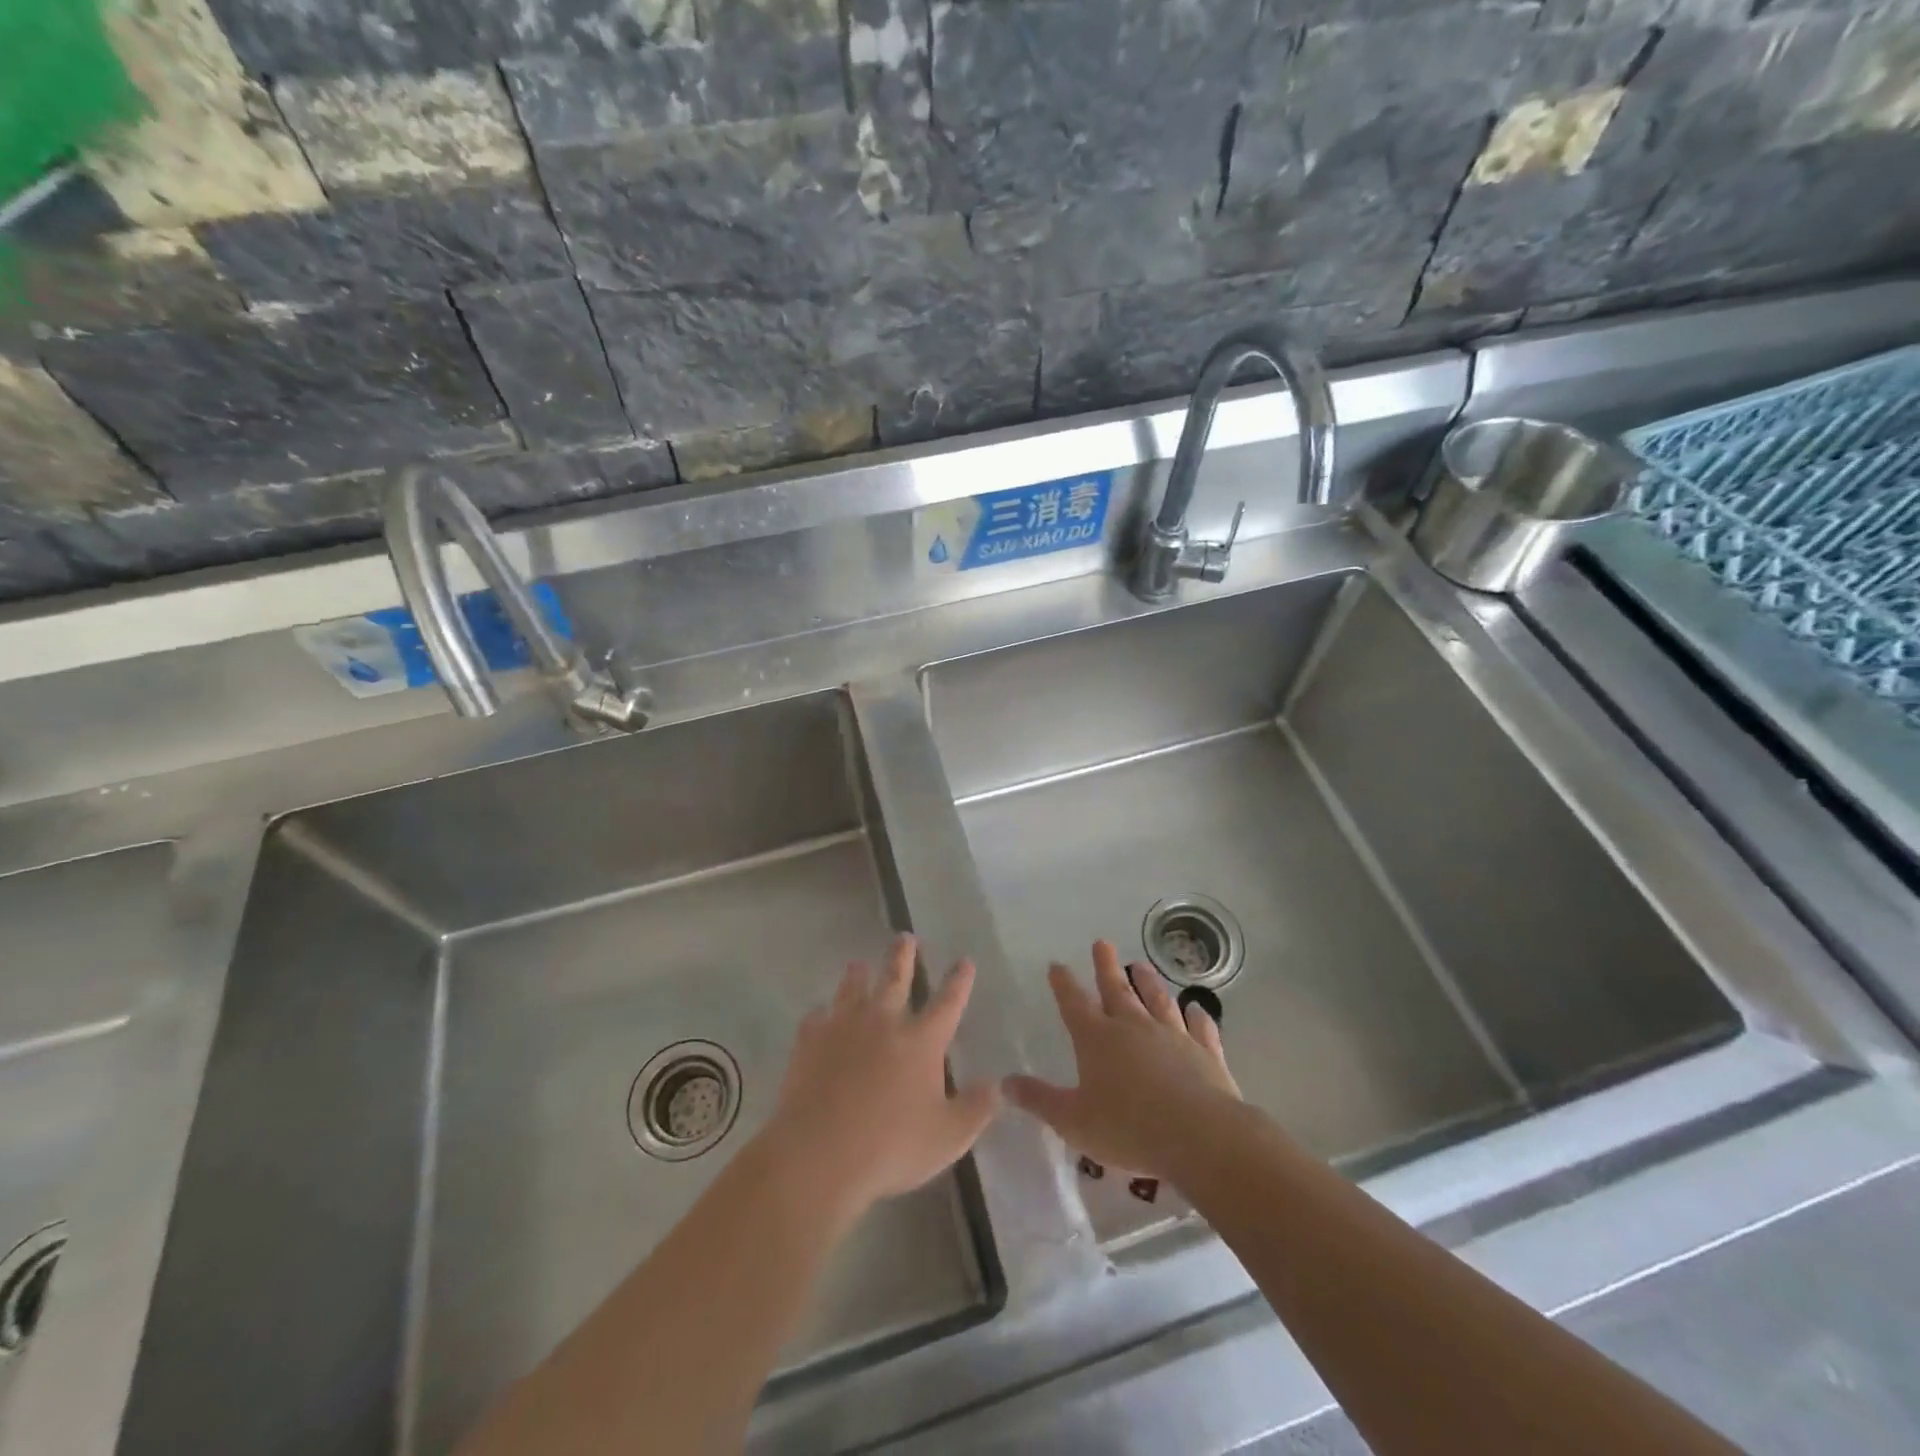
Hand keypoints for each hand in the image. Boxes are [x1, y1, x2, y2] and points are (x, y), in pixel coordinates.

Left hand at [761, 934, 998, 1226]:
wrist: (819, 1152)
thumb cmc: (891, 1146)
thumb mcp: (948, 1137)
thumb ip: (976, 1109)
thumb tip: (997, 1086)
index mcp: (921, 1041)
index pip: (948, 1002)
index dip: (959, 981)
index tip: (964, 960)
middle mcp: (884, 1022)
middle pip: (895, 978)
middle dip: (903, 955)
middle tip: (905, 936)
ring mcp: (843, 1027)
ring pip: (853, 988)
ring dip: (858, 974)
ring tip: (859, 964)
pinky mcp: (810, 1041)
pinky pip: (816, 1018)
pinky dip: (821, 1014)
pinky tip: (819, 1015)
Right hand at [1004, 940, 1239, 1179]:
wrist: (1199, 1136)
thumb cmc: (1128, 1129)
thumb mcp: (1073, 1121)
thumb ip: (1040, 1100)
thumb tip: (1004, 1084)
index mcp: (1097, 1039)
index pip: (1074, 1003)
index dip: (1064, 984)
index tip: (1057, 965)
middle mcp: (1133, 1028)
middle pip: (1117, 990)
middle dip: (1106, 967)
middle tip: (1102, 943)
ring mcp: (1173, 1036)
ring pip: (1158, 1001)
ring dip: (1149, 983)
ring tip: (1142, 965)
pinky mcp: (1205, 1053)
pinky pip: (1200, 1028)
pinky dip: (1197, 1017)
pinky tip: (1197, 1009)